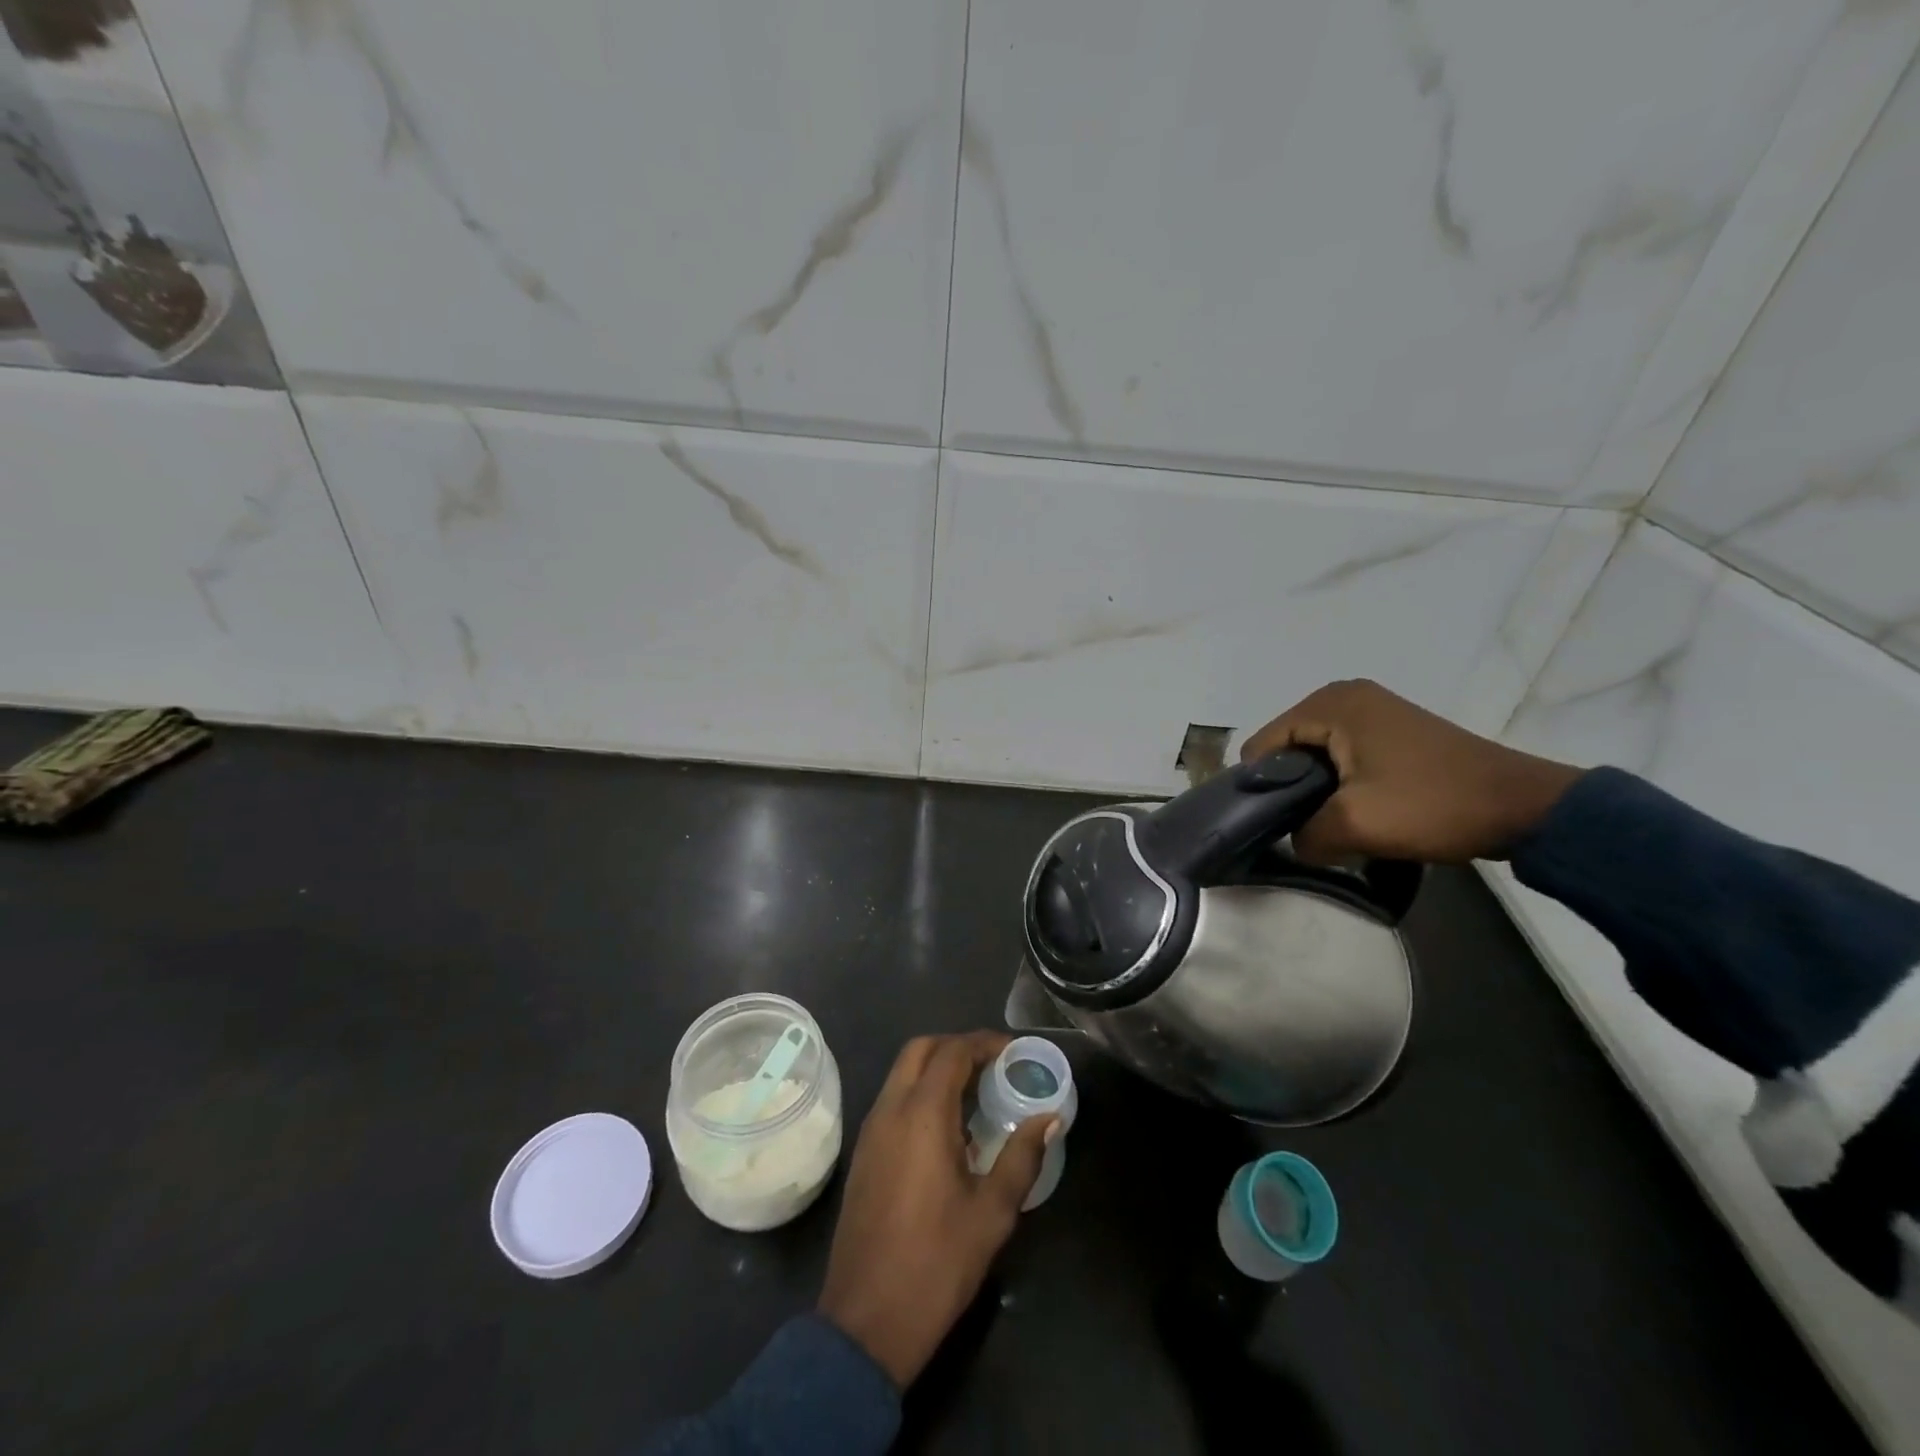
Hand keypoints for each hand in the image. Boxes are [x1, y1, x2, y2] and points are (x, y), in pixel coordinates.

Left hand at [818, 1032, 1056, 1387]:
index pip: (952, 1052)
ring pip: (902, 1073)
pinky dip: (920, 1093)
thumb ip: (1022, 1157)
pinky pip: (893, 1100)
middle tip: (993, 1065)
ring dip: (937, 1068)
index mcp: (921, 1114)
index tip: (1013, 1050)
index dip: (984, 1043)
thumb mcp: (992, 1213)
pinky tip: (949, 1128)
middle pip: (920, 1050)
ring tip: (977, 1092)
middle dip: (957, 1046)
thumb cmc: (936, 1264)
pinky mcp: (864, 1154)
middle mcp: (890, 1110)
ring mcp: (871, 1131)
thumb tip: (1049, 1118)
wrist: (865, 1322)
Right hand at [1240, 679, 1581, 864]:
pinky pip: (1341, 752)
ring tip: (1332, 820)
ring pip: (1314, 753)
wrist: (1525, 807)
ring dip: (1315, 787)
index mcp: (1329, 704)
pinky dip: (1339, 780)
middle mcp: (1345, 695)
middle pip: (1286, 746)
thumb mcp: (1354, 825)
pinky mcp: (1392, 728)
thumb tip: (1294, 840)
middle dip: (1289, 786)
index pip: (1262, 745)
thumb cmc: (1432, 804)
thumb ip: (1303, 834)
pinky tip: (1357, 807)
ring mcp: (1372, 708)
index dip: (1260, 787)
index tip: (1276, 823)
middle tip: (1307, 824)